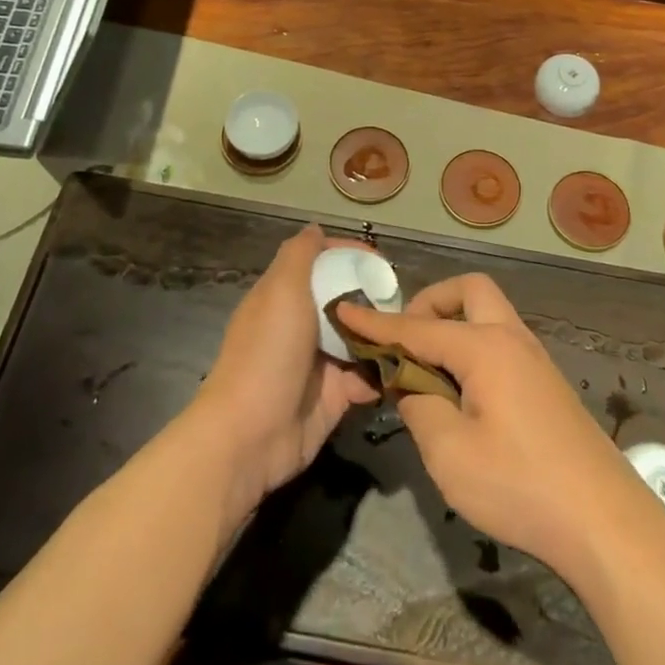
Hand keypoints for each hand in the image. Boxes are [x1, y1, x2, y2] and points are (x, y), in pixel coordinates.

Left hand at [191, 225, 379, 511]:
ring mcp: (320, 361)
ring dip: (384, 335)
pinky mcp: (335, 395)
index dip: (349, 256)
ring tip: (413, 332)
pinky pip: (367, 376)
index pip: (322, 263)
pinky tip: (402, 366)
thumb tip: (315, 228)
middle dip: (375, 297)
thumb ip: (299, 255)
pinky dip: (383, 373)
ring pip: (361, 338)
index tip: (380, 260)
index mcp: (285, 296)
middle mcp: (303, 325)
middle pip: (346, 300)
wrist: (250, 435)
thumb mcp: (280, 290)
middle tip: (405, 299)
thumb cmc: (267, 353)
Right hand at [334, 273, 663, 582]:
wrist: (605, 521)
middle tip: (406, 340)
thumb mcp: (450, 454)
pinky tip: (462, 392)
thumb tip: (410, 385)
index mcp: (484, 347)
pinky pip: (501, 342)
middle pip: (469, 292)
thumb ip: (419, 407)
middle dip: (430, 302)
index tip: (344, 311)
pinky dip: (473, 347)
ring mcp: (535, 359)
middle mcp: (512, 339)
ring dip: (454, 325)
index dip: (377, 323)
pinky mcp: (547, 384)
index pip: (418, 326)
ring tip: (427, 369)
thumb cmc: (520, 485)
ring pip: (489, 315)